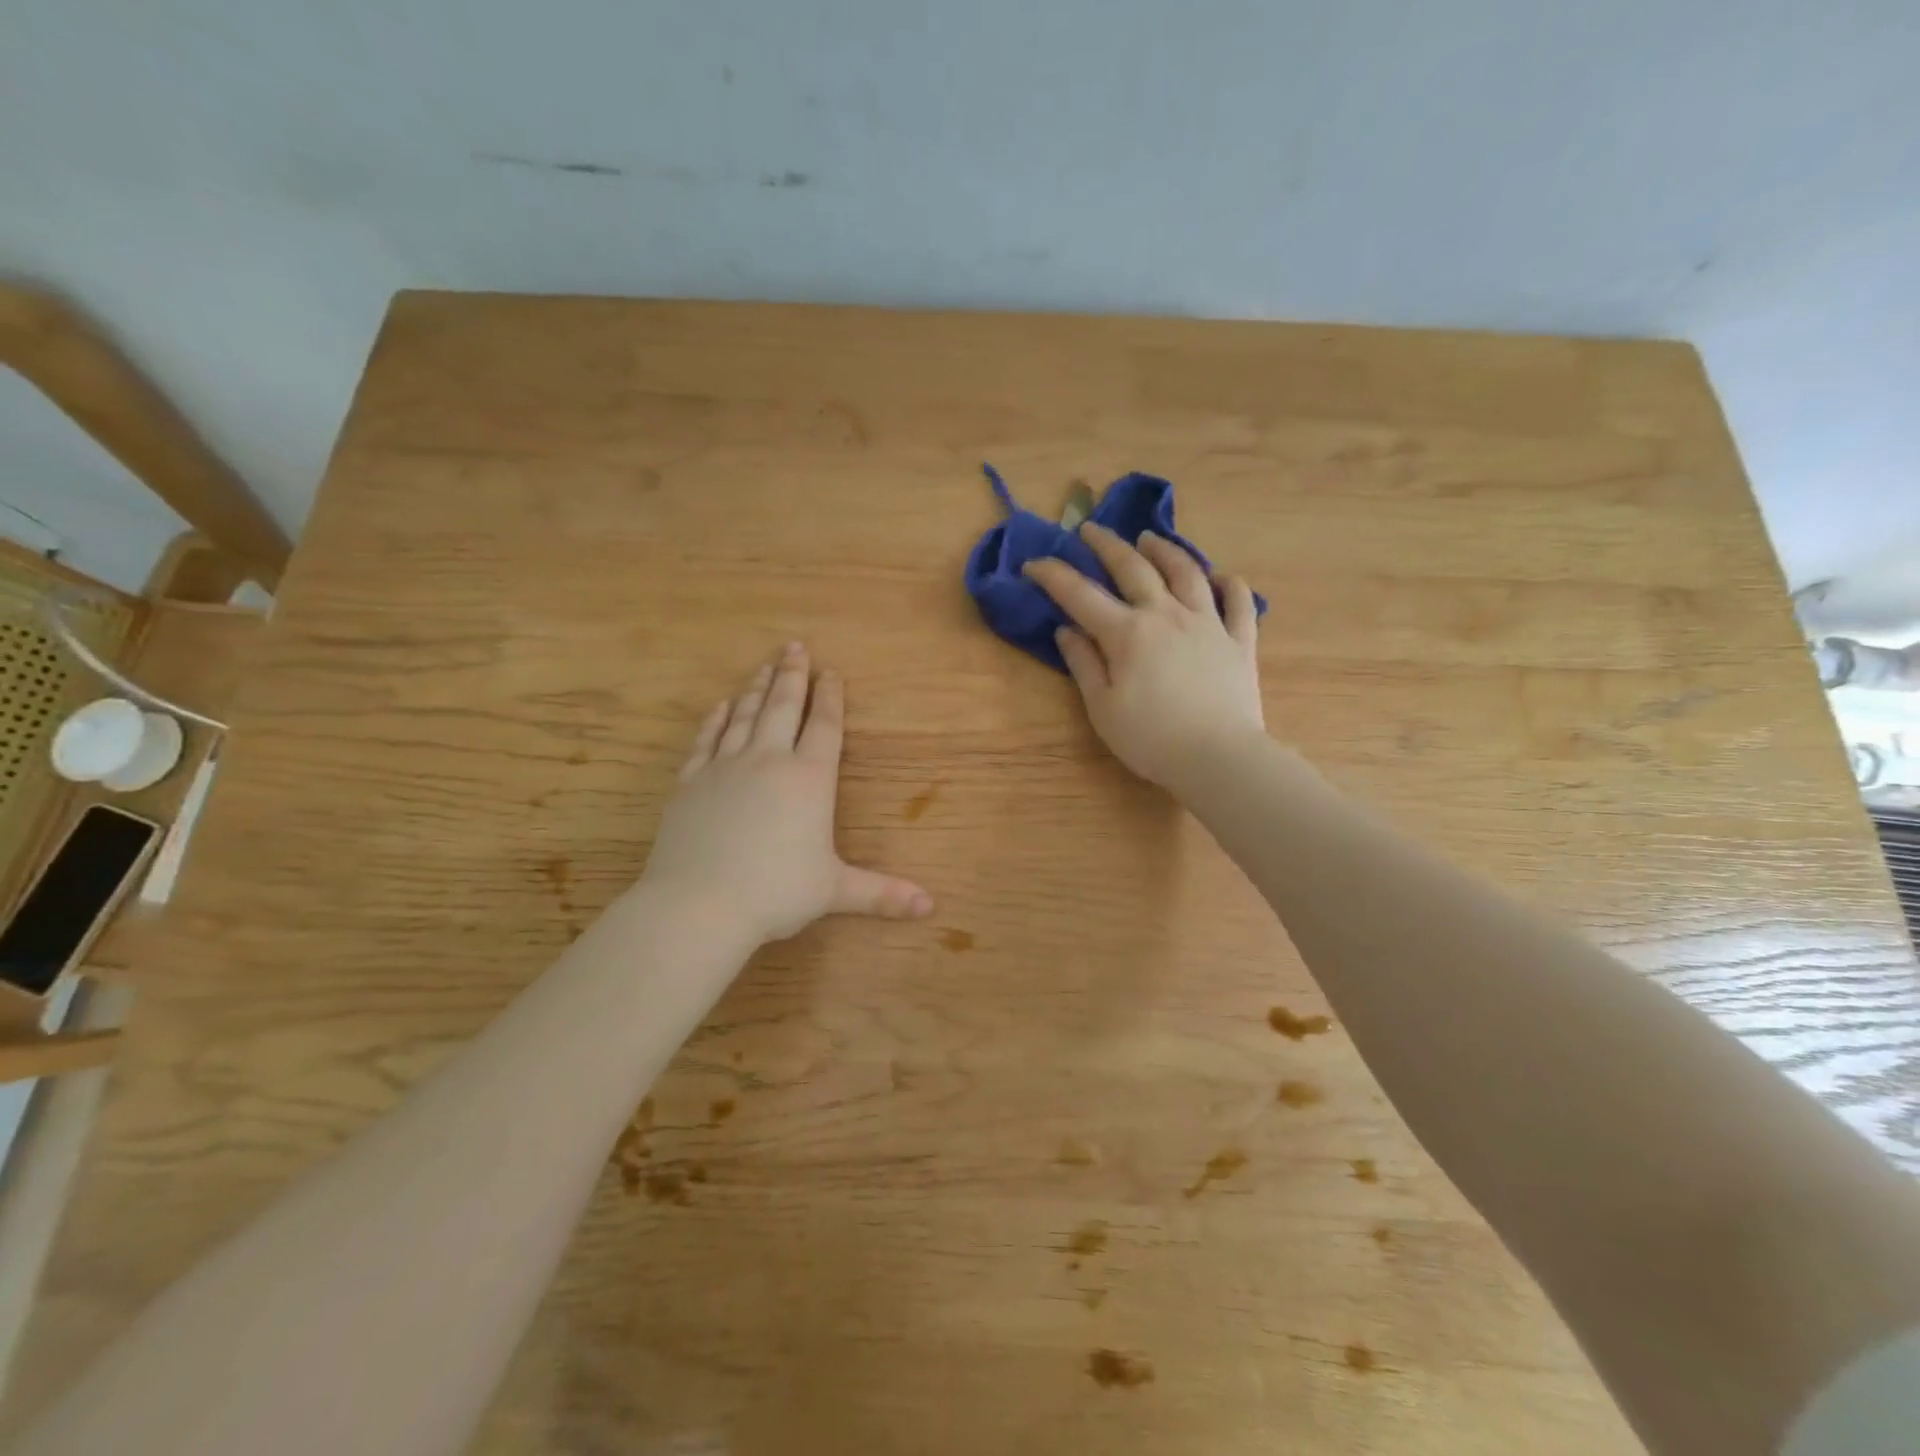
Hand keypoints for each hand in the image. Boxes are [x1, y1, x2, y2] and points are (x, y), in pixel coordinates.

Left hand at [641, 644, 933, 943]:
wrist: (700, 903)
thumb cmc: (776, 893)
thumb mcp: (835, 891)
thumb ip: (882, 893)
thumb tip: (931, 908)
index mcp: (809, 779)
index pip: (824, 726)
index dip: (830, 697)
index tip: (832, 671)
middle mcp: (769, 761)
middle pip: (783, 707)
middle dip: (793, 675)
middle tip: (795, 646)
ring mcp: (725, 767)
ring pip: (744, 715)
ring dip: (756, 688)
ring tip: (764, 667)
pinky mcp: (691, 781)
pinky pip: (706, 740)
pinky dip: (715, 719)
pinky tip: (720, 706)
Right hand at [1024, 523, 1265, 790]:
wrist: (1219, 757)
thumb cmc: (1150, 738)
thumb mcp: (1102, 708)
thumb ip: (1083, 664)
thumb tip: (1066, 631)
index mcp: (1127, 633)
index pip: (1081, 594)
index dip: (1053, 575)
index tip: (1033, 563)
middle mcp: (1166, 614)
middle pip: (1134, 567)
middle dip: (1107, 544)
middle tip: (1089, 528)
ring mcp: (1208, 622)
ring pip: (1187, 572)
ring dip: (1165, 549)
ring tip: (1149, 538)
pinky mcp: (1239, 640)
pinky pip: (1237, 601)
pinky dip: (1228, 584)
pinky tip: (1221, 576)